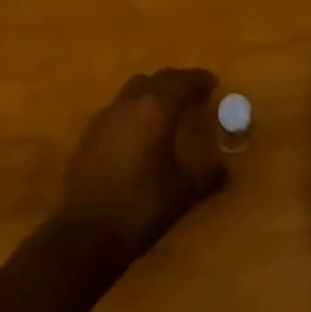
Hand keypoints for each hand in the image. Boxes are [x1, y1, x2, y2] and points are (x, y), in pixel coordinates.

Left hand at [54, 68, 225, 272]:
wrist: (85, 232)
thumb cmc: (140, 207)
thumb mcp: (183, 193)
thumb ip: (207, 175)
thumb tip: (225, 169)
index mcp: (157, 107)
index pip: (185, 82)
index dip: (201, 81)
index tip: (214, 84)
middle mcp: (132, 100)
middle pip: (160, 79)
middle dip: (179, 82)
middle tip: (194, 94)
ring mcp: (108, 113)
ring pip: (137, 88)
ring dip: (155, 91)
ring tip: (168, 109)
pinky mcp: (92, 130)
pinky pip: (120, 106)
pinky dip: (136, 108)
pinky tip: (140, 132)